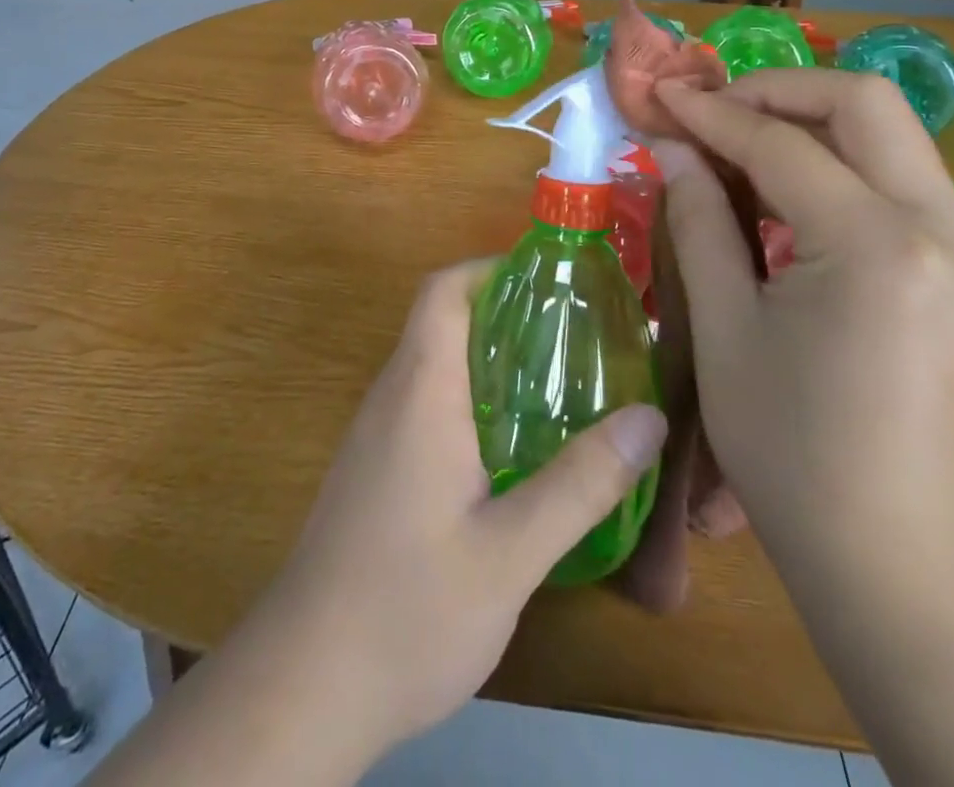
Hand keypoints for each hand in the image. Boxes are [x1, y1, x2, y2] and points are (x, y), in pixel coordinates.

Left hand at [258, 260, 667, 757]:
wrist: (305, 683)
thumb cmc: (407, 608)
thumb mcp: (511, 552)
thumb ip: (581, 484)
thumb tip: (648, 417)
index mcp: (420, 390)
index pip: (442, 291)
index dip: (490, 269)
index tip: (549, 281)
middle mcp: (392, 396)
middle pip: (443, 322)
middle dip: (507, 314)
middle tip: (576, 335)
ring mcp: (377, 433)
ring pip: (435, 365)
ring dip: (491, 359)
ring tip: (560, 382)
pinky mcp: (375, 469)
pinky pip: (426, 405)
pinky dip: (472, 400)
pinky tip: (515, 448)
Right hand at [650, 69, 953, 587]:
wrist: (897, 555)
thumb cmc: (790, 450)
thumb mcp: (724, 327)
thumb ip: (699, 219)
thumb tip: (673, 147)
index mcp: (877, 246)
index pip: (782, 144)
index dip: (712, 113)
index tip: (661, 95)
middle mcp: (945, 228)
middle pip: (863, 102)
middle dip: (775, 90)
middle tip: (710, 110)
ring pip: (888, 130)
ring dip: (807, 119)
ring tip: (737, 142)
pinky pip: (899, 175)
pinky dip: (836, 159)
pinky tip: (784, 189)